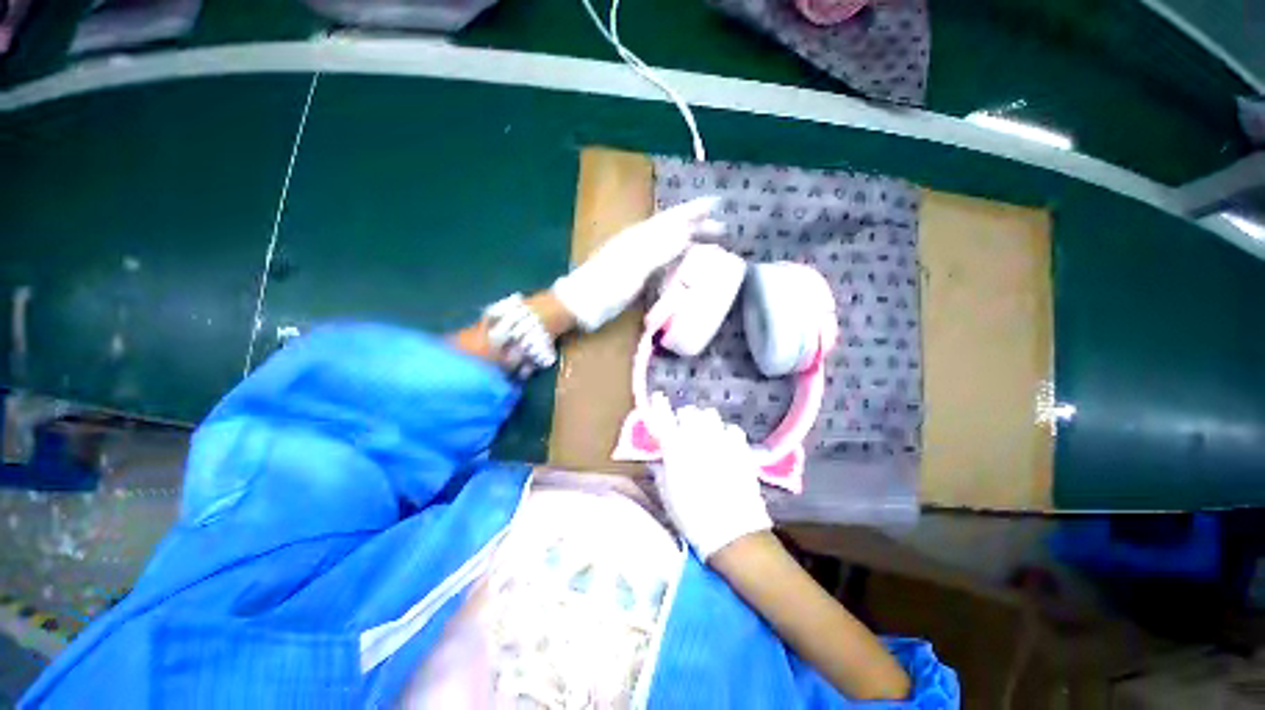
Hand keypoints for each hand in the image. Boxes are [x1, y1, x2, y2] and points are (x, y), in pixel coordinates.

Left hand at [553, 196, 723, 330]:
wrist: (580, 304)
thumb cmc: (606, 287)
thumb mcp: (634, 268)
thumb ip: (659, 249)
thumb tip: (686, 230)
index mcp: (639, 237)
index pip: (672, 218)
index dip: (694, 211)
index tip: (717, 204)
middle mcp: (638, 241)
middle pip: (671, 227)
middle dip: (696, 225)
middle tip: (722, 228)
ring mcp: (635, 256)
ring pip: (667, 241)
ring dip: (688, 240)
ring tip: (707, 242)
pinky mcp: (633, 271)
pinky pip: (661, 257)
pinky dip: (676, 255)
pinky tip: (681, 260)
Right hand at [647, 393, 771, 559]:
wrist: (733, 532)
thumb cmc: (692, 517)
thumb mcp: (667, 494)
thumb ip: (662, 469)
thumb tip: (661, 457)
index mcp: (676, 450)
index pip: (663, 418)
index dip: (659, 405)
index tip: (658, 397)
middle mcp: (698, 439)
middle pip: (690, 411)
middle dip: (684, 417)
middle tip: (684, 428)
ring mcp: (722, 441)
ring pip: (711, 415)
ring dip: (704, 422)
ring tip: (705, 434)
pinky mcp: (741, 448)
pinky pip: (732, 429)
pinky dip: (725, 434)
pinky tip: (725, 445)